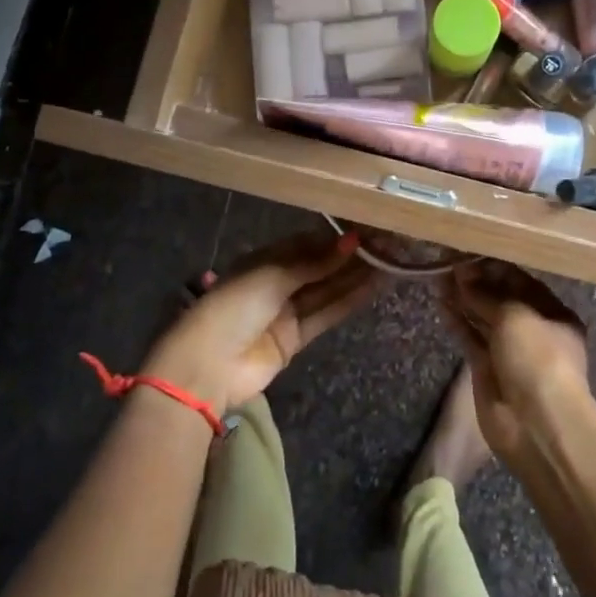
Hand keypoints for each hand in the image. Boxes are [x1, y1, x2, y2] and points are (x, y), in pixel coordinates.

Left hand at [144, 230, 380, 414]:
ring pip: (326, 290)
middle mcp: (276, 283)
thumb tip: (351, 241)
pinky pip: (326, 314)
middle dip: (348, 257)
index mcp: (262, 260)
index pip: (304, 244)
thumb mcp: (272, 276)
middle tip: (385, 244)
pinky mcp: (295, 339)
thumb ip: (313, 262)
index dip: (333, 238)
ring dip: (354, 277)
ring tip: (388, 261)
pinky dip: (348, 301)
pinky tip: (373, 286)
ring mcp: (286, 312)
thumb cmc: (233, 307)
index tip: (365, 229)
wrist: (207, 366)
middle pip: (318, 267)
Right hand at [441, 259, 590, 460]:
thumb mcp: (516, 316)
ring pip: (483, 318)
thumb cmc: (538, 357)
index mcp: (553, 313)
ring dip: (463, 299)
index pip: (522, 282)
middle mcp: (533, 330)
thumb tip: (463, 277)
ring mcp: (509, 351)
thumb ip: (487, 295)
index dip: (495, 268)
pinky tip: (440, 302)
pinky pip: (470, 338)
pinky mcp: (487, 369)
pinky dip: (457, 322)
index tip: (469, 253)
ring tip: (439, 276)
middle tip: (449, 262)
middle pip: (501, 299)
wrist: (536, 423)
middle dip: (477, 282)